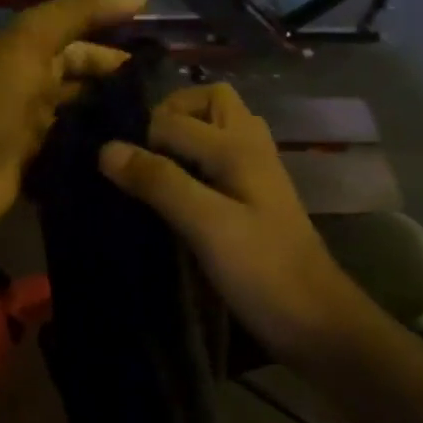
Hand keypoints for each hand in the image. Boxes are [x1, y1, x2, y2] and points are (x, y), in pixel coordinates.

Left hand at [0, 0, 147, 233]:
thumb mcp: (31, 41)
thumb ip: (80, 11)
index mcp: (31, 55)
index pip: (85, 45)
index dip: (120, 50)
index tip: (167, 67)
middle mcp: (35, 91)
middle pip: (86, 86)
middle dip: (122, 92)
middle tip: (172, 110)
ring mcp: (35, 134)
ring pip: (83, 123)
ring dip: (114, 127)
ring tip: (163, 138)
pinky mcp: (36, 172)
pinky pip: (74, 158)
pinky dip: (98, 159)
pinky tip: (133, 165)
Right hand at [98, 83, 360, 364]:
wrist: (316, 319)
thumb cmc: (262, 271)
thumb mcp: (206, 225)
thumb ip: (160, 182)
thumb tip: (107, 149)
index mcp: (238, 147)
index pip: (173, 119)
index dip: (139, 138)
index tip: (112, 171)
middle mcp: (251, 147)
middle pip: (210, 102)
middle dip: (170, 115)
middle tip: (140, 153)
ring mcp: (257, 172)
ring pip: (219, 129)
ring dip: (185, 135)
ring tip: (153, 169)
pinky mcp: (256, 198)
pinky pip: (222, 158)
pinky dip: (196, 160)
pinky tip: (178, 193)